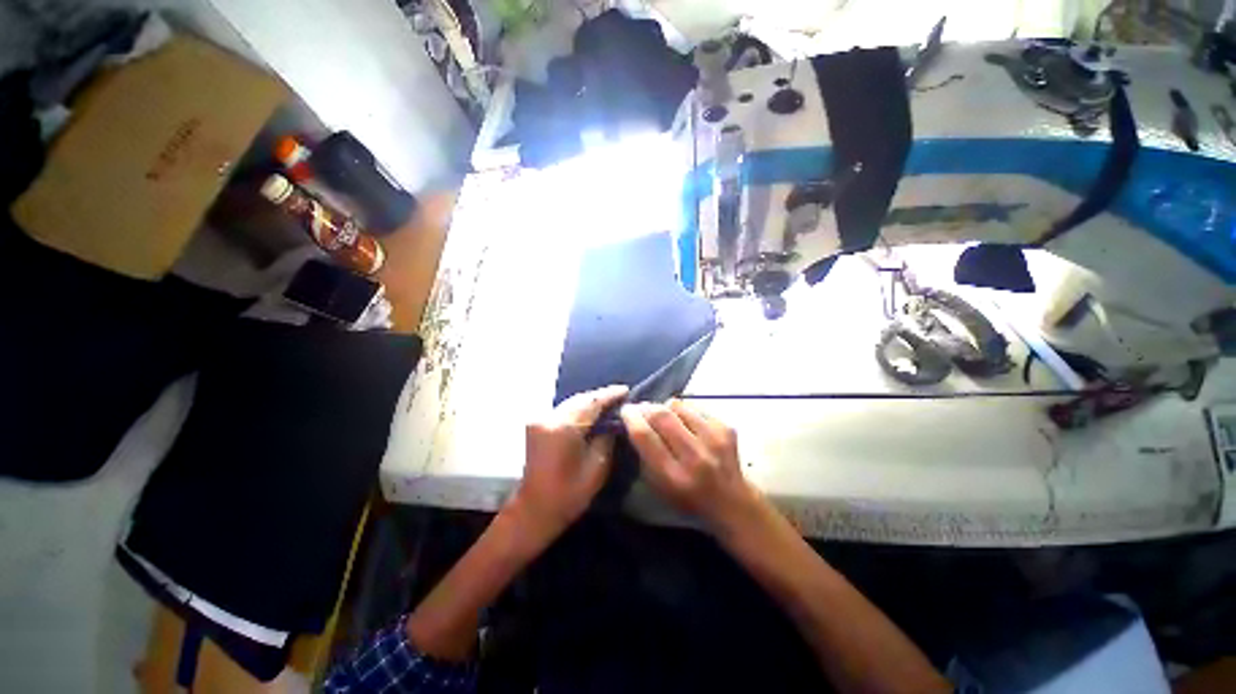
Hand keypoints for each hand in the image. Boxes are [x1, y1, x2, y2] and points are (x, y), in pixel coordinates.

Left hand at [507, 385, 628, 544]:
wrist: (533, 510)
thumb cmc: (568, 495)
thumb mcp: (597, 468)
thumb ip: (606, 439)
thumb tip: (613, 422)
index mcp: (564, 428)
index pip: (591, 402)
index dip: (610, 395)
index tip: (626, 390)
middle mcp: (549, 417)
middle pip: (580, 399)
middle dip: (600, 396)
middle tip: (620, 395)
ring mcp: (539, 420)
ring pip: (571, 403)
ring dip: (590, 402)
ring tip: (609, 402)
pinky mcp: (536, 425)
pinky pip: (563, 410)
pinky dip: (578, 409)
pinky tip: (591, 412)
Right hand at [619, 399, 757, 529]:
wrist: (732, 502)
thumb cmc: (687, 497)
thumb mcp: (658, 486)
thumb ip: (644, 455)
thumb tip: (635, 420)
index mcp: (673, 476)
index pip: (645, 436)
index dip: (631, 418)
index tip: (625, 410)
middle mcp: (695, 457)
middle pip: (662, 416)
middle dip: (646, 407)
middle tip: (641, 407)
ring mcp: (714, 440)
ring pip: (679, 406)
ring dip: (665, 407)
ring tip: (664, 416)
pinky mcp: (726, 428)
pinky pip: (696, 408)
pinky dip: (685, 411)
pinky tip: (686, 422)